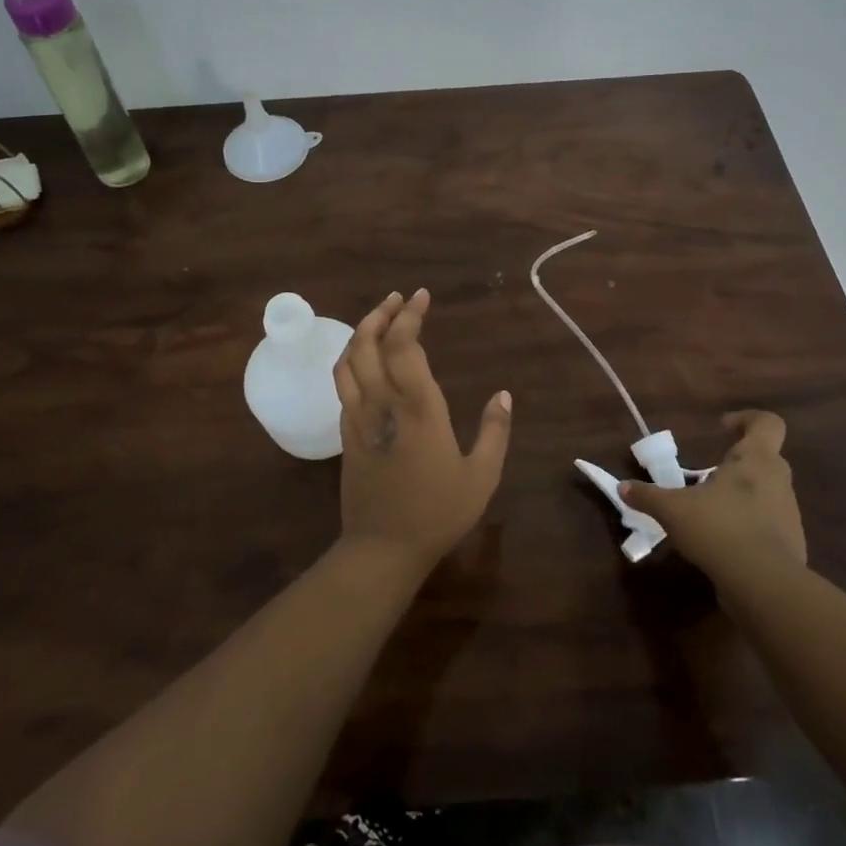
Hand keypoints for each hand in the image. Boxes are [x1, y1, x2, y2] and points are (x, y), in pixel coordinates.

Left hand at [332, 289, 512, 578]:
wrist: (382, 548)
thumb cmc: (437, 512)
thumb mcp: (481, 476)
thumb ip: (495, 432)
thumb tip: (504, 395)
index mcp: (418, 408)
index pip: (404, 346)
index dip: (410, 316)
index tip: (421, 297)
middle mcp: (382, 403)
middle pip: (369, 343)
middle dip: (382, 313)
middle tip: (399, 299)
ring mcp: (358, 417)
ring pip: (348, 360)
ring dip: (360, 332)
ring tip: (378, 318)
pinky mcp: (345, 433)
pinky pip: (341, 384)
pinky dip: (350, 359)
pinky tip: (363, 359)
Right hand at [620, 410, 805, 583]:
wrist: (765, 586)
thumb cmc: (719, 529)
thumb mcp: (673, 510)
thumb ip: (648, 496)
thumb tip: (623, 487)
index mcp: (756, 460)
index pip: (768, 424)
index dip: (747, 419)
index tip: (722, 428)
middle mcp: (778, 481)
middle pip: (766, 458)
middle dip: (738, 463)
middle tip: (709, 474)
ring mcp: (789, 514)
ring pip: (768, 493)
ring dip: (743, 496)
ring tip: (711, 511)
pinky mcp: (792, 545)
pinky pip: (769, 525)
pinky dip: (750, 527)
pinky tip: (724, 542)